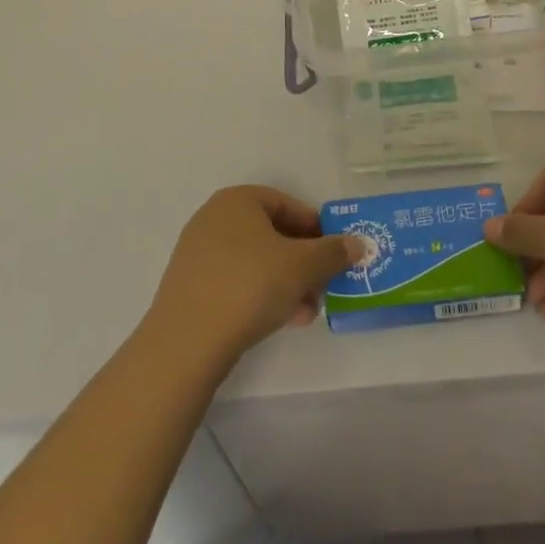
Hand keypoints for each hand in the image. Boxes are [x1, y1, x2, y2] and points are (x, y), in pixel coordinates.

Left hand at [145, 187, 365, 367]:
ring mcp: (198, 254)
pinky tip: (282, 321)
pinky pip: (237, 282)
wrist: (186, 343)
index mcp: (237, 200)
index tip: (335, 253)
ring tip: (307, 311)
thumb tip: (358, 243)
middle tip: (324, 286)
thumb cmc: (250, 286)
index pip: (287, 204)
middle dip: (303, 261)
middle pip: (273, 234)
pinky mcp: (191, 287)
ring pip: (257, 261)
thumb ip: (333, 252)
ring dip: (287, 282)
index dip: (316, 228)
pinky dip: (262, 295)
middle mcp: (214, 219)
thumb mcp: (303, 266)